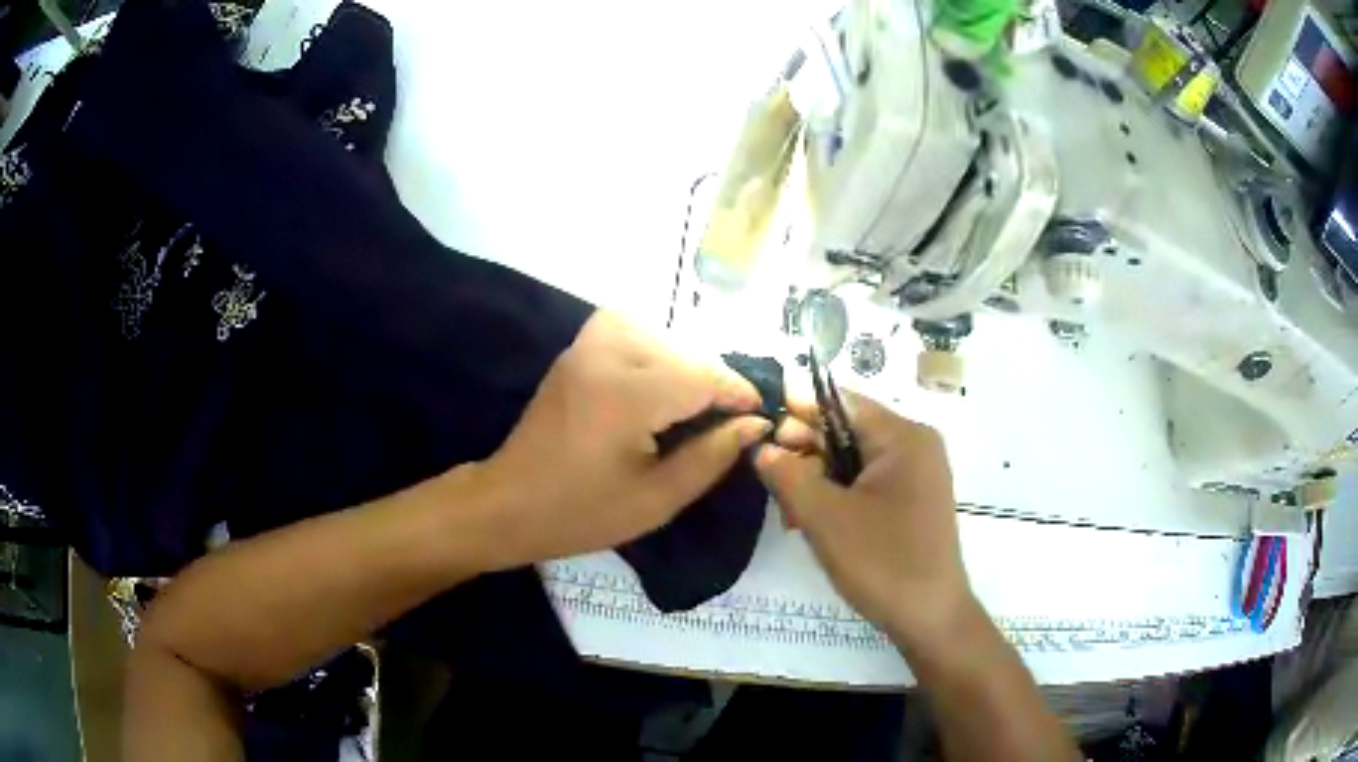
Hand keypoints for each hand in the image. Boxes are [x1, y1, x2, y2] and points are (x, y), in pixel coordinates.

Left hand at [470, 311, 771, 569]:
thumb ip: (711, 456)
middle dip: (713, 381)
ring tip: (692, 401)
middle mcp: (606, 355)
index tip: (758, 414)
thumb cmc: (582, 513)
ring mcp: (586, 347)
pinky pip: (627, 328)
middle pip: (684, 351)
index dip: (738, 393)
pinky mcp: (576, 350)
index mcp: (626, 396)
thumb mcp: (657, 500)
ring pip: (658, 332)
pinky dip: (653, 345)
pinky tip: (657, 379)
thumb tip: (753, 424)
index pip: (703, 376)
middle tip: (727, 419)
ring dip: (684, 361)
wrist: (510, 503)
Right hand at [754, 393, 975, 651]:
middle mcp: (915, 445)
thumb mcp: (825, 518)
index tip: (759, 430)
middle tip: (771, 478)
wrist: (930, 618)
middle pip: (848, 430)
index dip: (797, 411)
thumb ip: (788, 475)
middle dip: (805, 451)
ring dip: (818, 478)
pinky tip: (814, 520)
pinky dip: (839, 495)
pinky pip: (868, 482)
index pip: (841, 402)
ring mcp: (918, 473)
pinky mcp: (913, 500)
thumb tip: (762, 447)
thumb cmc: (882, 562)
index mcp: (903, 436)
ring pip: (854, 459)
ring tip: (789, 512)